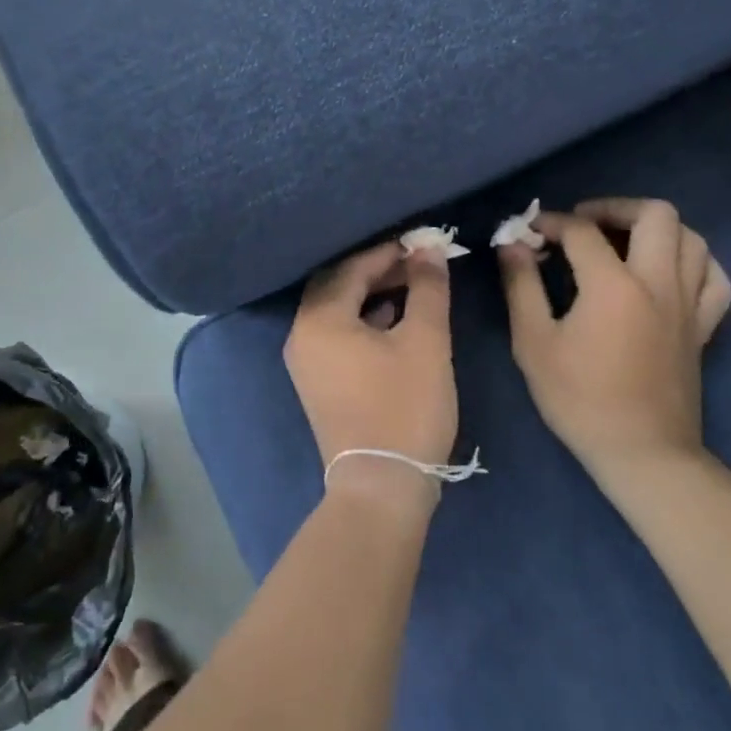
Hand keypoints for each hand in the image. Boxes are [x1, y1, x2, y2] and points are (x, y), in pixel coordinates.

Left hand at [284, 241, 456, 494]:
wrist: (381, 488)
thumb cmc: (405, 408)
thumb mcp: (425, 342)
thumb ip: (427, 289)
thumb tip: (428, 250)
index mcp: (319, 317)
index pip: (351, 268)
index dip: (388, 252)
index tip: (421, 243)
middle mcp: (301, 333)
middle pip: (337, 285)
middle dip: (376, 270)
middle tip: (415, 262)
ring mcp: (305, 360)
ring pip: (336, 310)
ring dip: (370, 294)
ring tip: (411, 286)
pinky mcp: (316, 381)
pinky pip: (335, 333)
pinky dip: (362, 320)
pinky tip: (394, 320)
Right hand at [497, 198, 730, 474]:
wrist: (642, 453)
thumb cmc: (579, 398)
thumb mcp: (532, 341)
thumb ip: (522, 284)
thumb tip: (513, 244)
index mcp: (613, 286)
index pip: (581, 231)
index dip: (549, 223)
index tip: (528, 234)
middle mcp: (658, 283)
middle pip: (655, 214)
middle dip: (612, 208)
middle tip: (581, 224)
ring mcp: (688, 304)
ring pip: (691, 239)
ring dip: (653, 229)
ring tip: (621, 242)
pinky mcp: (702, 326)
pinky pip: (714, 277)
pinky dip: (692, 261)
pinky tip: (667, 269)